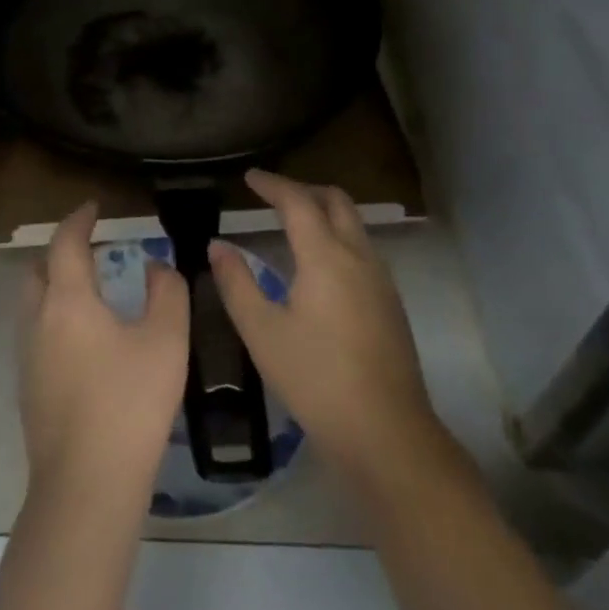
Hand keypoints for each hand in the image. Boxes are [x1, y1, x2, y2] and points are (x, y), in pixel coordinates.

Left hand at [18, 202, 188, 503]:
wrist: (87, 485)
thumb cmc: (130, 402)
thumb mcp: (166, 340)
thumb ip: (167, 292)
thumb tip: (155, 266)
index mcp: (67, 300)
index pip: (65, 242)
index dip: (78, 219)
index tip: (93, 207)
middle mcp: (38, 321)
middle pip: (38, 271)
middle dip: (59, 252)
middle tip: (88, 249)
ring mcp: (27, 358)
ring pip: (31, 304)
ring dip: (53, 286)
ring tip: (87, 291)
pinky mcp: (27, 390)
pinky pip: (35, 334)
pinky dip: (53, 318)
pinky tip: (82, 341)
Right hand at [210, 170, 440, 475]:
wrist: (386, 433)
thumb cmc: (315, 379)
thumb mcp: (262, 332)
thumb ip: (236, 283)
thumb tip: (217, 246)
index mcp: (325, 256)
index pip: (298, 201)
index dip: (272, 184)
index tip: (249, 177)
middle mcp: (358, 256)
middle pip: (336, 201)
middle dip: (304, 189)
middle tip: (273, 196)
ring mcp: (381, 280)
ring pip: (354, 225)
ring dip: (324, 212)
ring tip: (293, 225)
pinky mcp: (391, 303)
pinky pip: (362, 249)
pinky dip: (338, 237)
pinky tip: (319, 267)